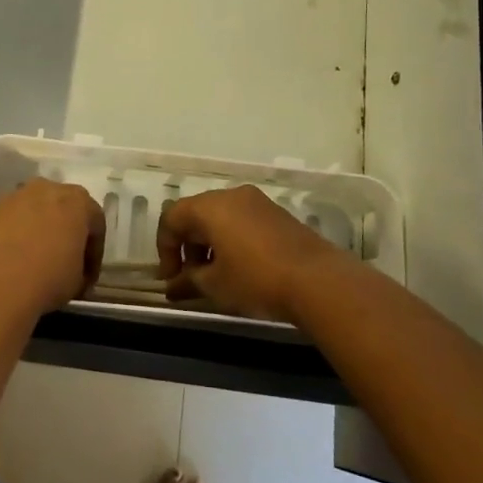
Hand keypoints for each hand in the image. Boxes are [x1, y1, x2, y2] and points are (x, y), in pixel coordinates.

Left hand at [0, 180, 105, 318]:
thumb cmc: (47, 277)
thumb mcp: (77, 281)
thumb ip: (80, 269)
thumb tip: (73, 273)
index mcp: (78, 201)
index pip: (95, 224)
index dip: (94, 254)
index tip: (87, 277)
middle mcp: (46, 189)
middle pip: (63, 209)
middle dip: (65, 233)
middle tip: (63, 263)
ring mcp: (14, 196)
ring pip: (33, 212)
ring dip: (37, 232)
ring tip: (34, 262)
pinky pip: (10, 222)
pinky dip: (13, 237)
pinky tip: (10, 262)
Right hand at [156, 186, 353, 322]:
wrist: (318, 281)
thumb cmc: (255, 279)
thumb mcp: (215, 285)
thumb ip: (188, 281)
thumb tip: (173, 286)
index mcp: (210, 206)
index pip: (171, 219)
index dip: (165, 249)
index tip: (171, 279)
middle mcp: (232, 195)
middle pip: (196, 215)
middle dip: (187, 247)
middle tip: (191, 279)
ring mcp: (258, 203)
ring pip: (221, 219)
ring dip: (210, 245)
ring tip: (215, 278)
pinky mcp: (278, 215)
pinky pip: (243, 223)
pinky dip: (232, 242)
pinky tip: (240, 270)